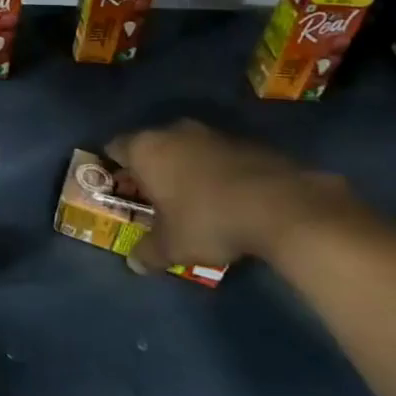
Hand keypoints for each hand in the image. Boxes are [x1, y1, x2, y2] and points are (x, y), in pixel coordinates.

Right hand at [105, 121, 365, 276]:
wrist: (282, 206)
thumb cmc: (208, 220)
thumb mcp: (172, 246)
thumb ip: (148, 252)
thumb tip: (134, 263)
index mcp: (146, 148)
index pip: (115, 147)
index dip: (113, 168)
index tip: (117, 188)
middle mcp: (174, 131)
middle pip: (151, 146)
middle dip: (151, 169)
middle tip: (153, 198)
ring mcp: (213, 133)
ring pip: (186, 148)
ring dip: (185, 169)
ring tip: (192, 201)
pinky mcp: (247, 142)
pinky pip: (218, 155)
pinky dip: (216, 172)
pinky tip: (227, 199)